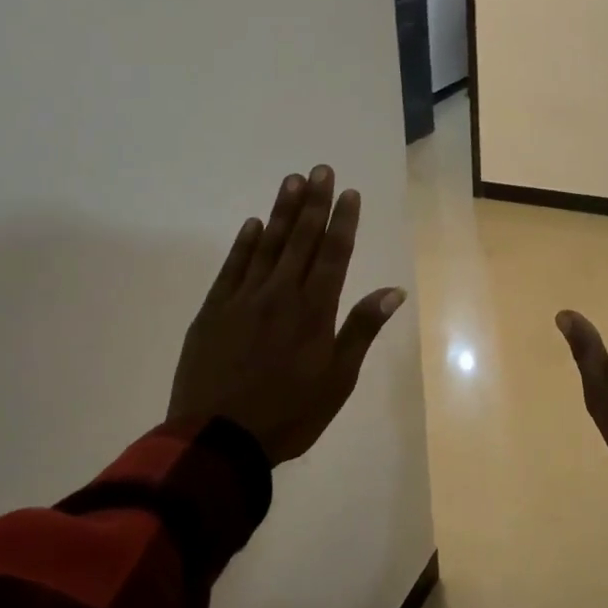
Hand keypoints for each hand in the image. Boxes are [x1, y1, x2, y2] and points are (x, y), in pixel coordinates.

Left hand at [167, 165, 407, 464]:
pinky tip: (252, 224)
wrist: (217, 438)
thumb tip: (393, 291)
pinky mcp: (213, 311)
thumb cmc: (289, 414)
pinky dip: (244, 244)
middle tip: (321, 169)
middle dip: (314, 203)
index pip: (333, 255)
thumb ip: (362, 330)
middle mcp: (280, 295)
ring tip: (292, 181)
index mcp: (314, 311)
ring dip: (281, 211)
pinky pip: (232, 268)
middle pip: (301, 240)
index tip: (349, 193)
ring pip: (267, 245)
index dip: (342, 222)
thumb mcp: (338, 380)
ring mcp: (243, 299)